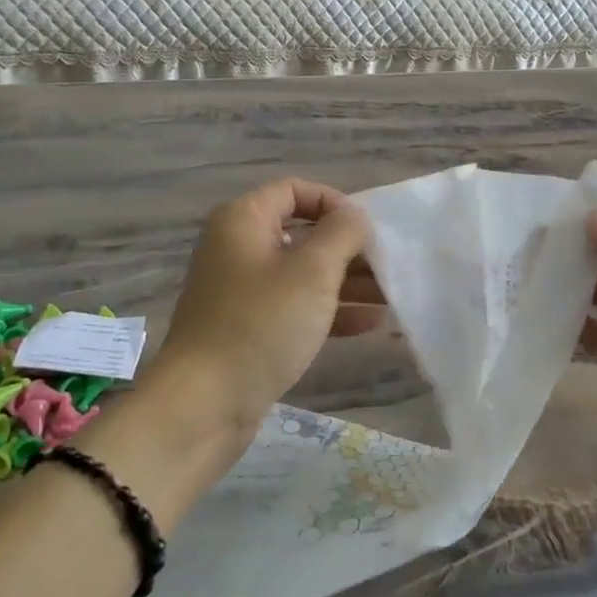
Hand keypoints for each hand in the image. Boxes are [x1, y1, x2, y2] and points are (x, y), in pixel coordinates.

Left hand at [152, 178, 379, 441]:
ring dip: (347, 283)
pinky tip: (370, 325)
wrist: (204, 405)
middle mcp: (239, 249)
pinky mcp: (250, 329)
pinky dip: (330, 311)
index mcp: (243, 221)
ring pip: (303, 274)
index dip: (334, 203)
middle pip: (303, 234)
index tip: (366, 229)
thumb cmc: (261, 324)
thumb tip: (355, 216)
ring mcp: (243, 292)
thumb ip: (342, 233)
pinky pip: (296, 308)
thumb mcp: (312, 271)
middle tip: (389, 267)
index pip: (294, 190)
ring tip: (391, 297)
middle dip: (349, 249)